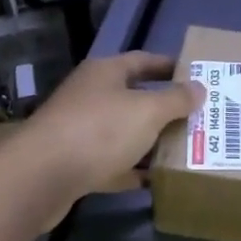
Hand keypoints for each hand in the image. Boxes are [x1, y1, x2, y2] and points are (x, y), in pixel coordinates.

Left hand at [20, 52, 202, 226]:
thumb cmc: (99, 130)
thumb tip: (199, 87)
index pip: (143, 61)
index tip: (196, 76)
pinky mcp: (73, 163)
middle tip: (197, 117)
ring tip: (182, 150)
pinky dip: (130, 170)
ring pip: (123, 132)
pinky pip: (111, 163)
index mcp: (105, 73)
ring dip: (149, 141)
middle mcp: (90, 96)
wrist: (41, 177)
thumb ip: (176, 99)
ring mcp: (79, 130)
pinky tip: (153, 180)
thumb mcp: (147, 111)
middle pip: (133, 97)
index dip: (170, 66)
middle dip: (164, 108)